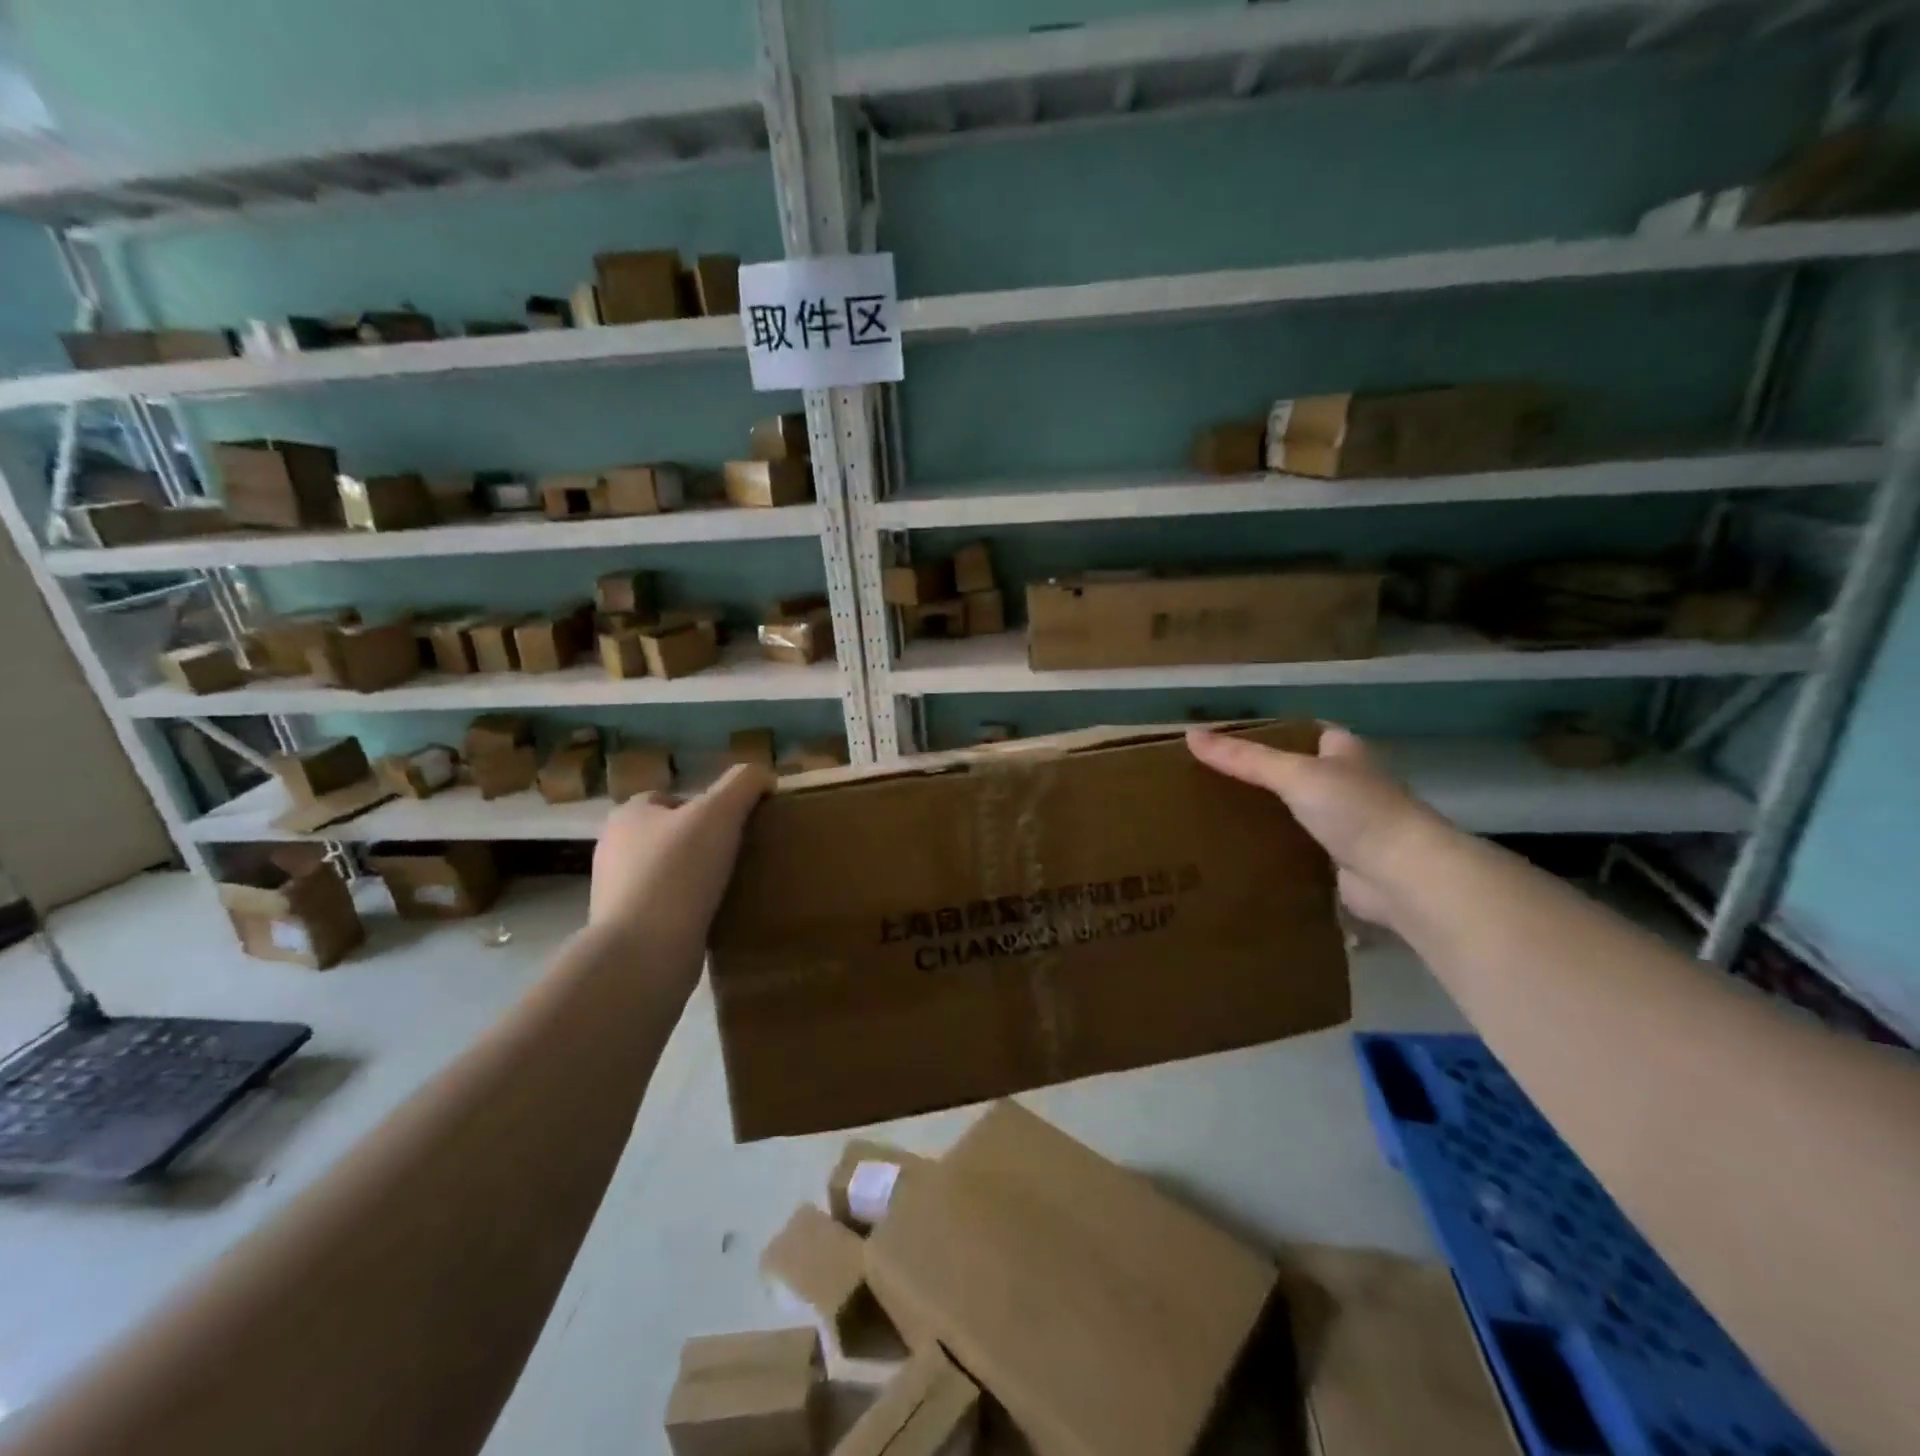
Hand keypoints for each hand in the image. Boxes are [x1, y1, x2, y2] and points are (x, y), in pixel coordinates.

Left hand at [590, 764, 774, 954]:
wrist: (643, 951)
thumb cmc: (679, 871)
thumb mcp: (720, 812)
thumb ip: (744, 784)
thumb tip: (764, 777)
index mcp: (627, 815)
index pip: (669, 798)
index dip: (703, 806)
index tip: (734, 825)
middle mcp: (613, 849)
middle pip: (669, 835)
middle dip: (700, 843)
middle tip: (738, 855)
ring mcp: (616, 892)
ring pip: (667, 873)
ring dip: (694, 878)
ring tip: (730, 887)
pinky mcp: (626, 929)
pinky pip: (666, 908)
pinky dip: (688, 909)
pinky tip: (713, 916)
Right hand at [1186, 725, 1446, 925]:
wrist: (1402, 875)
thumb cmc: (1355, 810)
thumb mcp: (1293, 774)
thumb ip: (1244, 758)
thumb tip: (1190, 735)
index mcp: (1345, 751)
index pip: (1307, 732)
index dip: (1273, 734)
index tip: (1231, 742)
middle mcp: (1350, 783)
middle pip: (1299, 773)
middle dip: (1264, 778)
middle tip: (1214, 781)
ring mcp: (1349, 824)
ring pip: (1298, 812)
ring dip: (1270, 815)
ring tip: (1218, 816)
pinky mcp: (1342, 860)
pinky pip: (1300, 848)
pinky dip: (1277, 849)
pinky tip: (1243, 852)